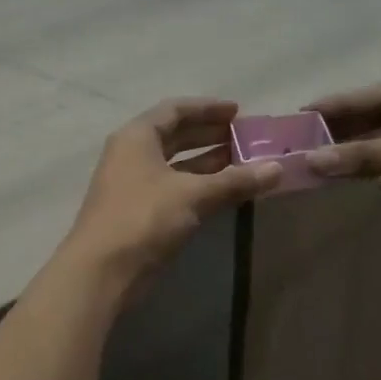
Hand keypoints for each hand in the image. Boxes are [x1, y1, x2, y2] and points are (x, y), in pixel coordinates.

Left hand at [64, 98, 282, 285]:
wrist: (102, 271)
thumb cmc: (144, 219)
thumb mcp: (193, 195)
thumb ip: (235, 180)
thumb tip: (278, 169)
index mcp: (137, 137)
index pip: (175, 110)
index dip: (208, 108)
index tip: (239, 112)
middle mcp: (132, 155)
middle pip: (175, 136)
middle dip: (210, 135)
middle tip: (247, 138)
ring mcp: (133, 185)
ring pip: (176, 165)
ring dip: (208, 163)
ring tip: (245, 163)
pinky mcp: (138, 212)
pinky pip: (174, 188)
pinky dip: (199, 186)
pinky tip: (225, 192)